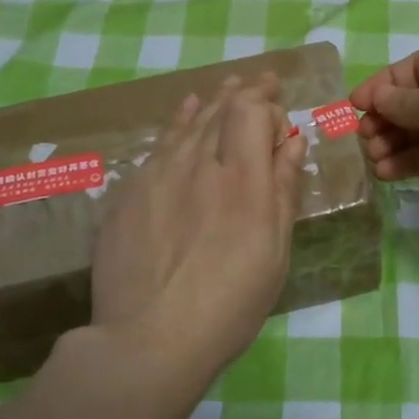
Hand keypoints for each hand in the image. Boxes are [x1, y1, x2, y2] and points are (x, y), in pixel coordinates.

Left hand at [90, 76, 307, 386]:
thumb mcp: (273, 251)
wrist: (148, 338)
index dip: (267, 105)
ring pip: (187, 123)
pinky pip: (158, 146)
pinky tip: (183, 117)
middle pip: (220, 110)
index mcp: (242, 179)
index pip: (252, 112)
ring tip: (225, 87)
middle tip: (260, 80)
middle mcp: (198, 163)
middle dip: (244, 92)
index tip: (279, 117)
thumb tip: (291, 140)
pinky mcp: (127, 192)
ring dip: (211, 103)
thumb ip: (282, 189)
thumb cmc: (229, 304)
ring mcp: (156, 174)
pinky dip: (176, 125)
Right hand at [349, 41, 418, 233]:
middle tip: (363, 138)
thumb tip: (378, 100)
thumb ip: (403, 102)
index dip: (382, 85)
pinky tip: (386, 173)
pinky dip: (409, 163)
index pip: (414, 68)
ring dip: (394, 143)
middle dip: (386, 118)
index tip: (354, 106)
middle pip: (416, 101)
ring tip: (373, 159)